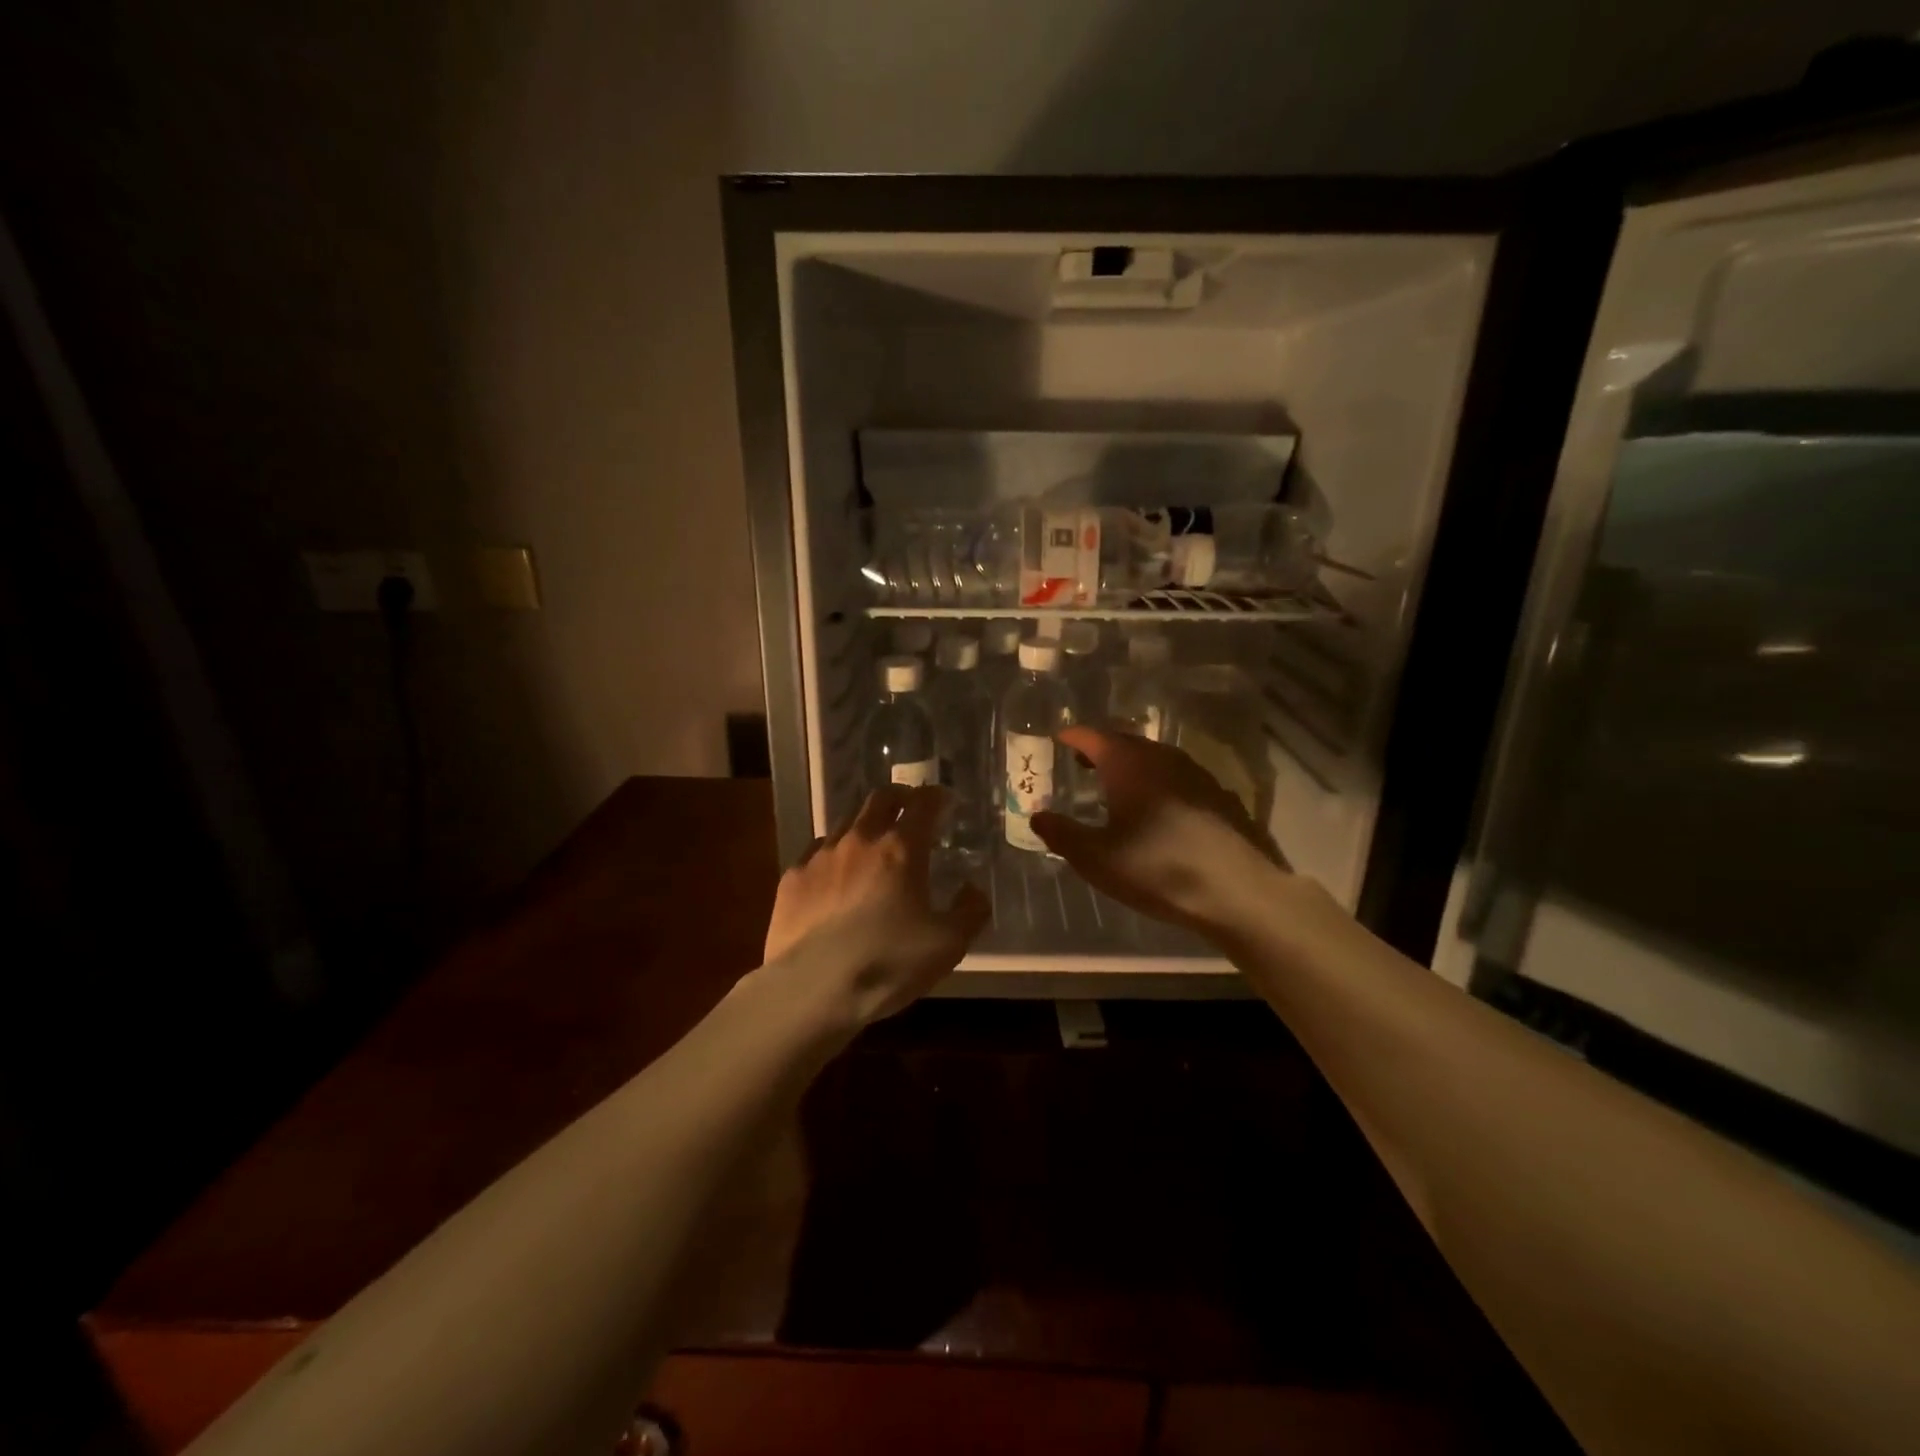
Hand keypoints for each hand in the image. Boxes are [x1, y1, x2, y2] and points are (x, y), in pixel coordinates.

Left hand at [762, 785, 989, 1025]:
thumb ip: (970, 912)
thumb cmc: (887, 964)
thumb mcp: (947, 946)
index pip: (923, 803)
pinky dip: (833, 854)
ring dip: (865, 825)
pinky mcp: (792, 878)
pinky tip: (834, 877)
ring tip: (871, 846)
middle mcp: (860, 840)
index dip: (937, 797)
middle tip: (910, 810)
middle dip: (900, 798)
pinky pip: (816, 851)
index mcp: (901, 849)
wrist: (811, 990)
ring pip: (846, 822)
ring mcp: (821, 856)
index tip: (945, 801)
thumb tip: (972, 890)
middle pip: (881, 799)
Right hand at [1031, 727, 1286, 931]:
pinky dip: (1158, 783)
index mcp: (1129, 764)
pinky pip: (1178, 778)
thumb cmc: (1157, 868)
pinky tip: (1158, 808)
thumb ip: (1062, 834)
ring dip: (1132, 766)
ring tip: (1116, 785)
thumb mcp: (1097, 858)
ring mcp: (1196, 775)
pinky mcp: (1219, 797)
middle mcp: (1163, 758)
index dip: (1074, 736)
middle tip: (1082, 762)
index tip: (1059, 738)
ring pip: (1155, 759)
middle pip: (1126, 743)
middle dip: (1101, 749)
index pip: (1094, 737)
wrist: (1237, 891)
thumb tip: (1038, 816)